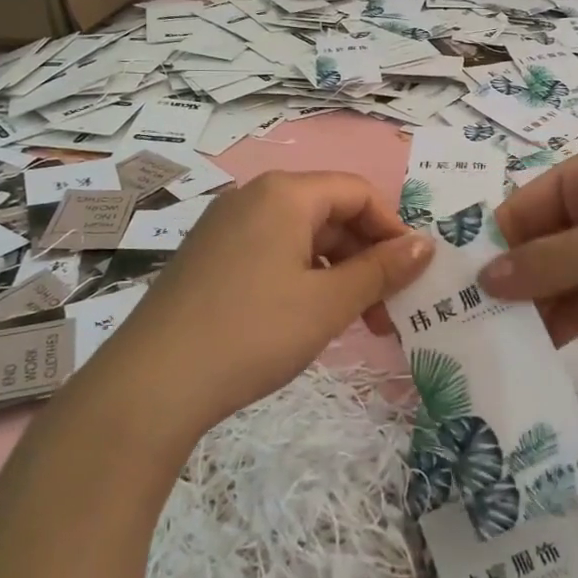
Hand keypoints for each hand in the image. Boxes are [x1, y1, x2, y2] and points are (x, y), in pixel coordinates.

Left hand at [104, 171, 433, 434]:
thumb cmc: (254, 333)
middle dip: (366, 260)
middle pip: (330, 214)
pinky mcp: (209, 257)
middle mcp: (253, 197)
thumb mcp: (329, 303)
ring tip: (353, 325)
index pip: (358, 193)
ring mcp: (225, 227)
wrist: (152, 384)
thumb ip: (382, 270)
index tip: (412, 277)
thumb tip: (425, 245)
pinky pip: (272, 253)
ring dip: (337, 274)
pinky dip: (302, 279)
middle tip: (386, 314)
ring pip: (302, 237)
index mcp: (285, 193)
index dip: (392, 230)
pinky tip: (307, 320)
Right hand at [479, 146, 577, 345]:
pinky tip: (541, 350)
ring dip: (535, 307)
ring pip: (558, 278)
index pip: (522, 208)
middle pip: (537, 245)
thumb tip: (484, 280)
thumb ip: (547, 262)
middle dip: (512, 282)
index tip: (464, 291)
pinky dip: (564, 322)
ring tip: (502, 346)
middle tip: (476, 327)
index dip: (495, 246)